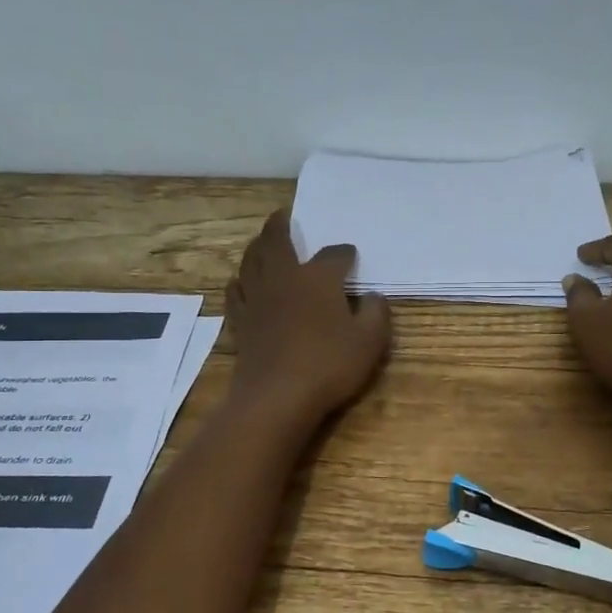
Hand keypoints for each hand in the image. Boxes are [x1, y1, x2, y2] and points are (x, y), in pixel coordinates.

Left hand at [224, 210, 391, 424]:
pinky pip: (235, 293)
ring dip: (256, 247)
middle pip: (276, 242)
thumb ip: (376, 314)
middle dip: (281, 226)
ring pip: (250, 261)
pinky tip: (240, 283)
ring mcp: (257, 299)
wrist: (277, 396)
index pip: (334, 255)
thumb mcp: (370, 342)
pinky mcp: (241, 322)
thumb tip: (373, 297)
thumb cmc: (329, 365)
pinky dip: (239, 282)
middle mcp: (283, 279)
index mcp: (317, 278)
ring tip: (261, 242)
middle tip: (283, 216)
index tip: (351, 255)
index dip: (344, 253)